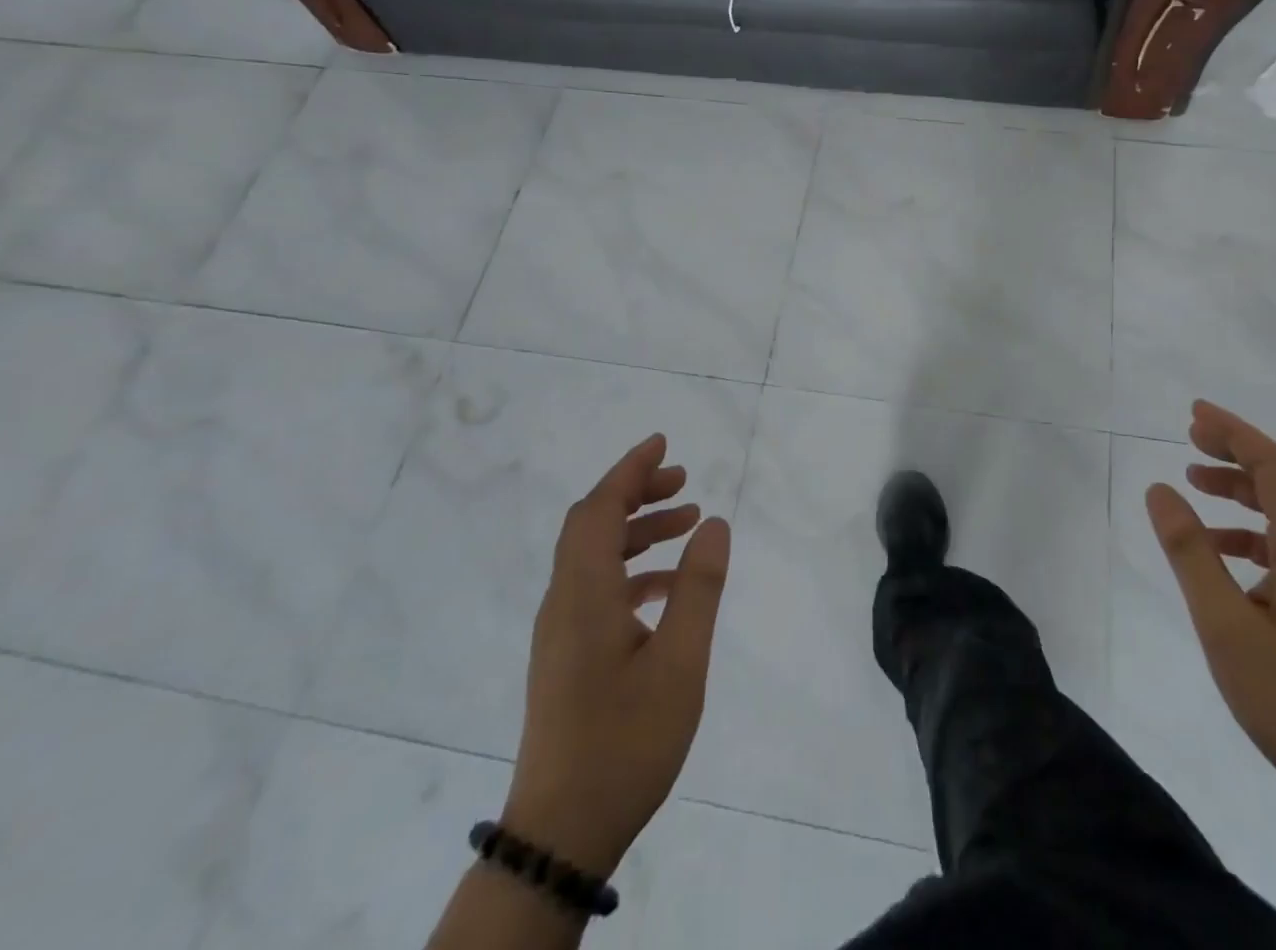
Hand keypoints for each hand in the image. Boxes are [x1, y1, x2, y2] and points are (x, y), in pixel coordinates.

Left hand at [503, 434, 730, 876]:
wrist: (561, 832)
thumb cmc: (625, 741)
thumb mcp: (680, 662)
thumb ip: (698, 587)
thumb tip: (715, 523)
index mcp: (583, 594)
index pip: (598, 508)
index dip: (629, 470)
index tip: (662, 443)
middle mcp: (563, 602)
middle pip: (592, 524)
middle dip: (636, 493)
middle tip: (684, 480)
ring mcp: (560, 632)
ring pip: (594, 556)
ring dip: (637, 530)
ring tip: (687, 523)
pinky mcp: (566, 656)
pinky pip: (596, 588)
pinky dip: (632, 570)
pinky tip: (669, 588)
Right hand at [1145, 401, 1275, 813]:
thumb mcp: (1224, 624)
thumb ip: (1190, 551)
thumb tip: (1160, 490)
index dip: (1236, 433)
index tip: (1194, 414)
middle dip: (1241, 450)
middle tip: (1192, 436)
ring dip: (1247, 487)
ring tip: (1195, 482)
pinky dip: (1257, 526)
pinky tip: (1222, 545)